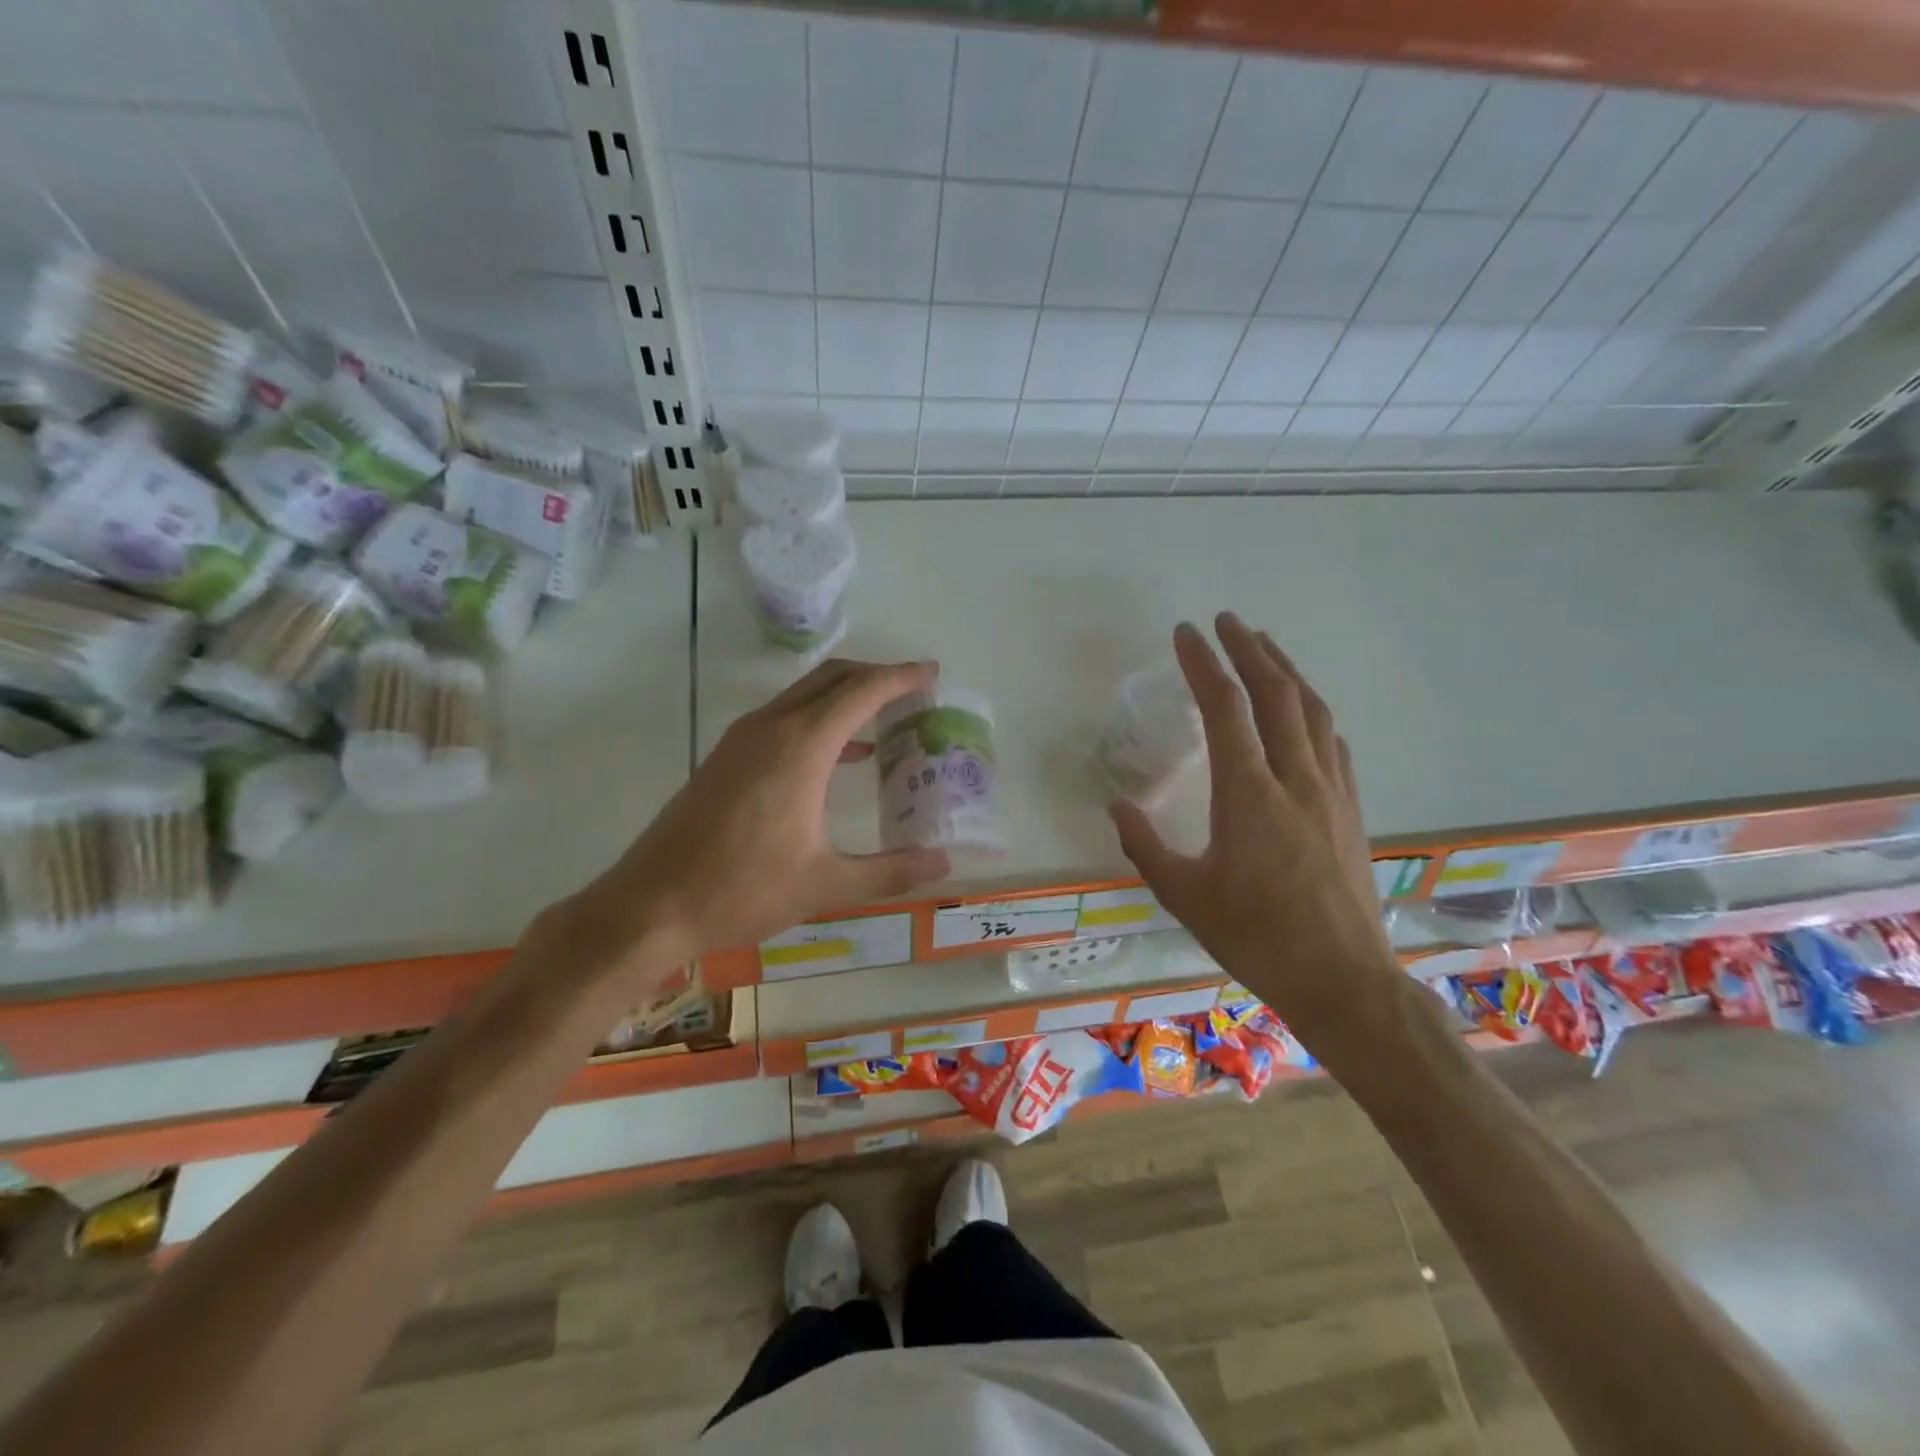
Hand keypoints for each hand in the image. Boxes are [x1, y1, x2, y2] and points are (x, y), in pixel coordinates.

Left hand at [567, 659, 951, 978]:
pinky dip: (820, 720)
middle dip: (876, 676)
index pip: (862, 691)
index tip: (932, 673)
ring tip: (888, 719)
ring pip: (804, 695)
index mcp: (801, 745)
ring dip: (846, 696)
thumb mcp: (825, 884)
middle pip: (832, 678)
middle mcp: (771, 727)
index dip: (901, 678)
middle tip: (915, 691)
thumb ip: (890, 871)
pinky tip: (844, 755)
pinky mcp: (726, 757)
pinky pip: (784, 717)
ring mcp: (742, 739)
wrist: (650, 906)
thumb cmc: (742, 890)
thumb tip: (943, 865)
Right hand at [1109, 615, 1402, 1061]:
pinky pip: (1332, 740)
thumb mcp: (1184, 896)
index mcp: (1248, 794)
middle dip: (1248, 649)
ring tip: (1264, 646)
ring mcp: (1331, 790)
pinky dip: (1311, 710)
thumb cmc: (1255, 937)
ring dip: (1286, 670)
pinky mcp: (1351, 807)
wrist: (1342, 978)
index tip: (1186, 633)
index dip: (1204, 664)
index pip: (1226, 708)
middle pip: (1276, 694)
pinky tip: (1302, 710)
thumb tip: (1116, 805)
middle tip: (1226, 621)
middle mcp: (1295, 778)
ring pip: (1312, 710)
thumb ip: (1144, 845)